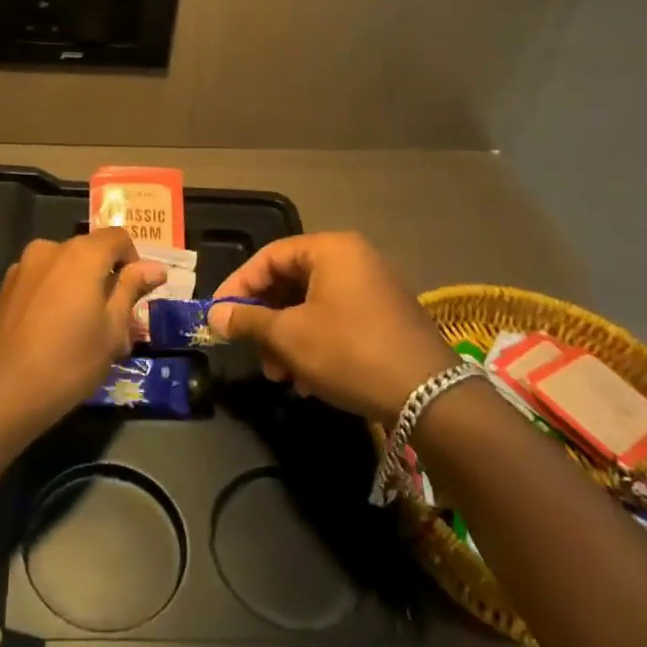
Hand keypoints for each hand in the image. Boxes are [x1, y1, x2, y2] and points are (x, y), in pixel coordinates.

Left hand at [0, 229, 166, 438]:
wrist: (1, 391)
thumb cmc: (69, 361)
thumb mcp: (112, 330)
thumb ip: (131, 290)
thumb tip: (156, 268)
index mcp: (82, 254)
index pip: (118, 237)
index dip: (133, 260)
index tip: (136, 294)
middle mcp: (49, 249)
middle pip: (88, 252)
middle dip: (104, 278)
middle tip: (112, 320)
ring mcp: (21, 268)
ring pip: (62, 268)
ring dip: (76, 287)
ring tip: (81, 329)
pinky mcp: (3, 289)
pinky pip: (39, 283)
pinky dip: (52, 297)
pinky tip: (50, 333)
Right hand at [209, 232, 457, 422]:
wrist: (430, 397)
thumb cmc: (349, 352)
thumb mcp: (289, 336)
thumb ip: (248, 320)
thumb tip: (215, 314)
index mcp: (331, 249)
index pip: (269, 257)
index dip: (238, 285)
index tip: (219, 315)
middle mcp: (355, 258)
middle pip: (292, 281)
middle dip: (266, 319)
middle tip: (250, 350)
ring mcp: (374, 288)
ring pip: (313, 305)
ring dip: (288, 338)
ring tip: (280, 375)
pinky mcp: (387, 318)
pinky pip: (337, 320)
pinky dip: (315, 343)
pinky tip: (307, 380)